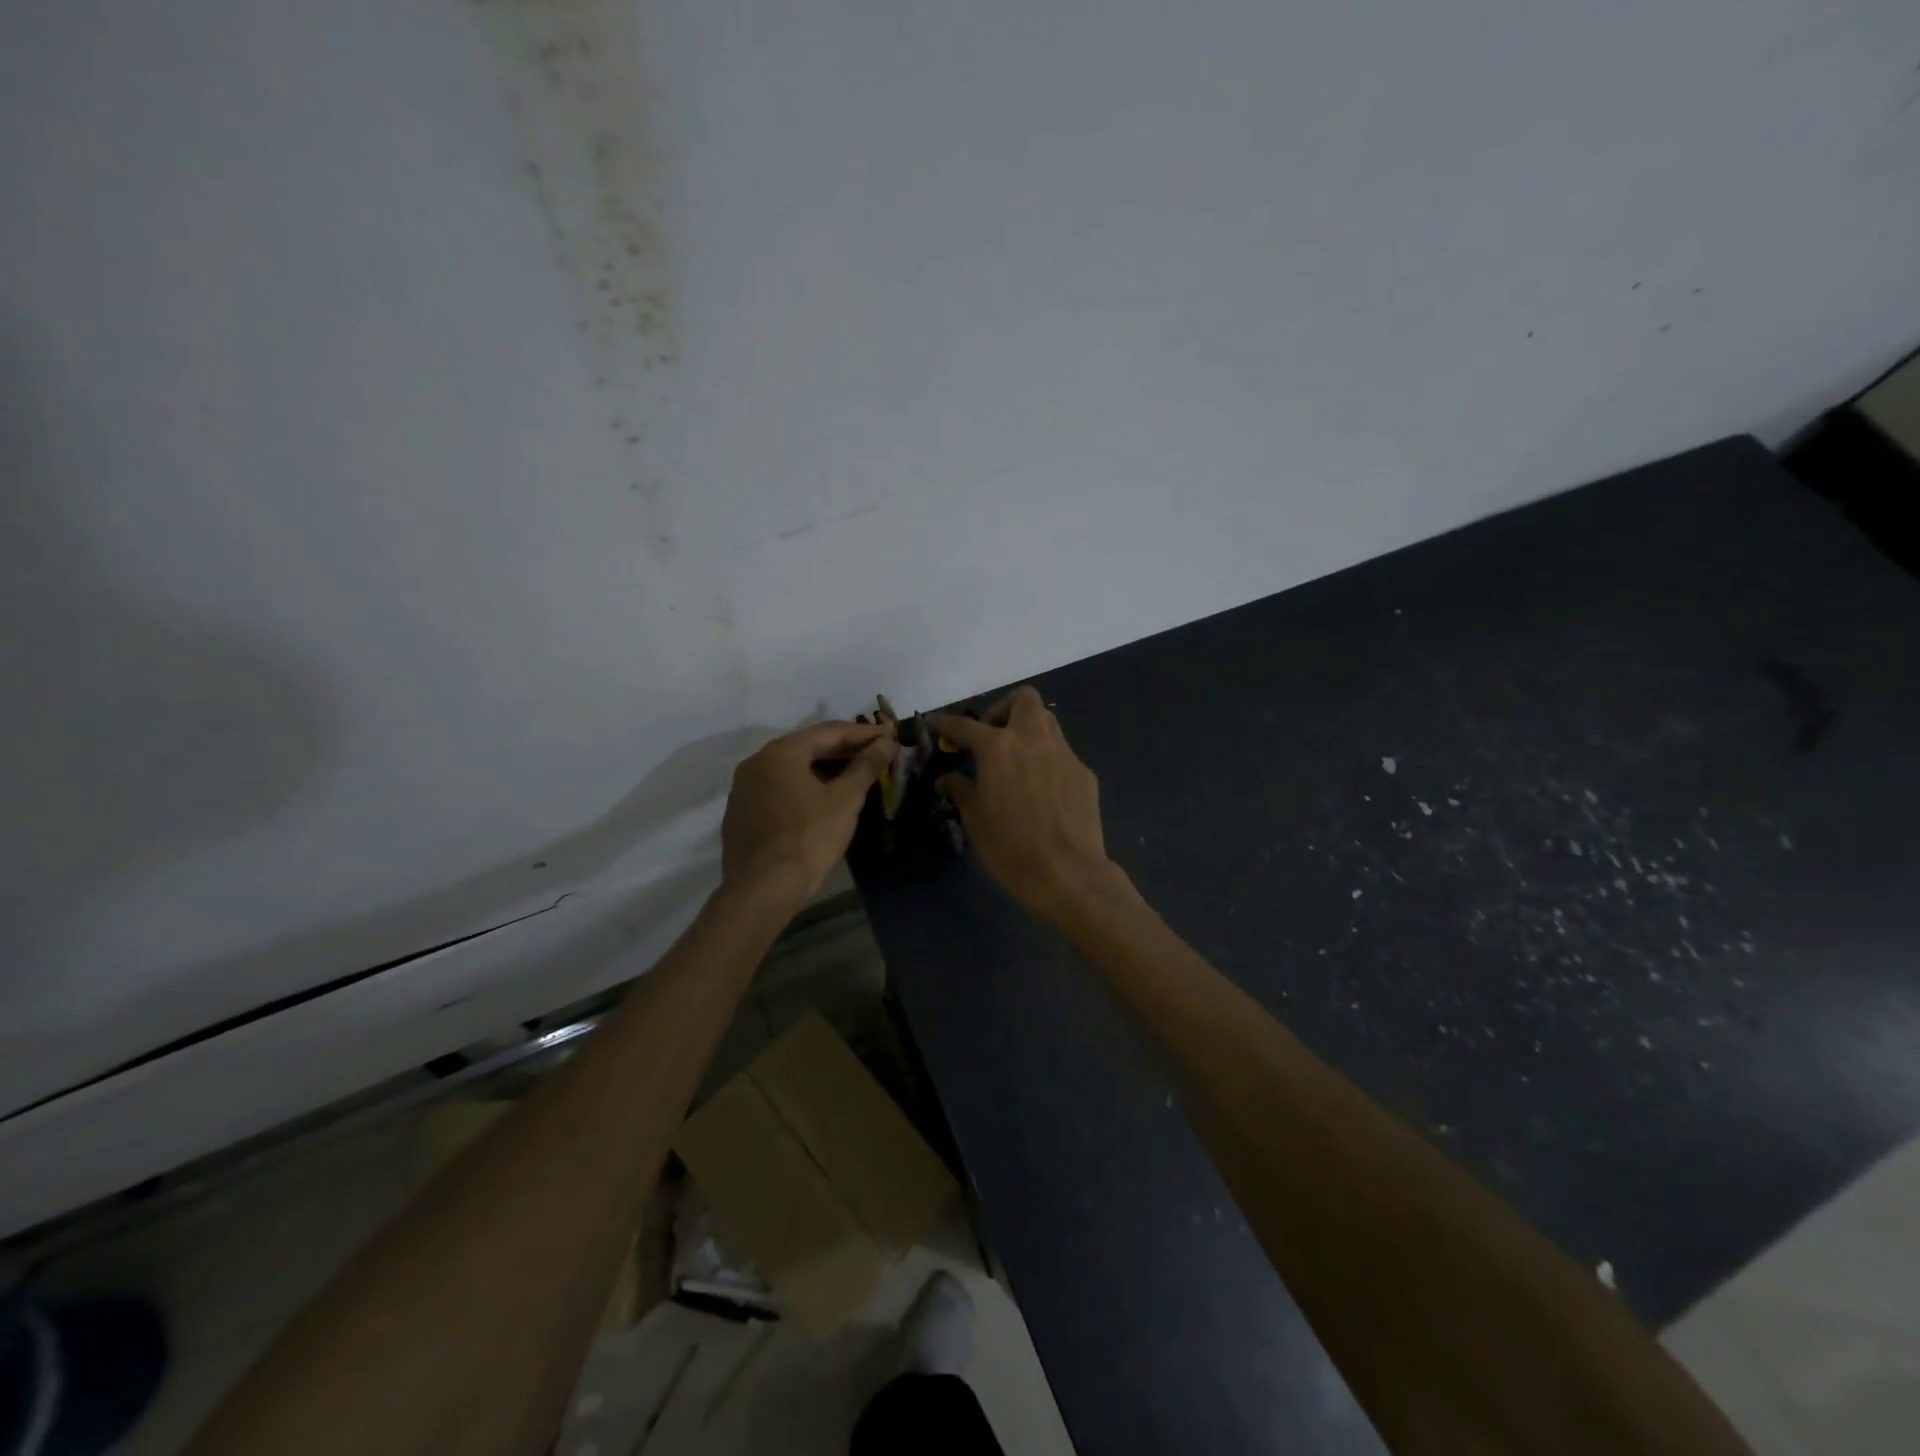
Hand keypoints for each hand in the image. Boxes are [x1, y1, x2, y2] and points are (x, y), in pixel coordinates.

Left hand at [721, 721, 892, 901]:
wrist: (763, 888)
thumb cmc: (809, 838)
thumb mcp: (845, 800)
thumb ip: (866, 765)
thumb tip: (886, 742)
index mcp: (781, 752)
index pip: (829, 732)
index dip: (863, 733)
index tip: (890, 734)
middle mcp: (756, 762)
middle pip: (808, 747)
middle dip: (844, 749)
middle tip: (876, 751)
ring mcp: (744, 788)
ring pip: (792, 768)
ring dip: (824, 768)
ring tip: (855, 773)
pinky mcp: (741, 813)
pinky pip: (778, 788)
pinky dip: (803, 786)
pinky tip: (822, 798)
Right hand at [929, 687, 1117, 920]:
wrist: (1067, 872)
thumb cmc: (1010, 846)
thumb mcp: (975, 819)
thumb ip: (961, 790)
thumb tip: (947, 779)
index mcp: (998, 748)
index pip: (966, 726)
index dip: (946, 723)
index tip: (935, 722)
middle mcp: (1033, 739)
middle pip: (1023, 700)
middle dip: (1004, 709)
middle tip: (991, 736)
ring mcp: (1064, 753)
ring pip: (1047, 722)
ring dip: (1028, 730)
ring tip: (1016, 760)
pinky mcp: (1084, 773)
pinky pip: (1062, 753)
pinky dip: (1046, 759)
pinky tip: (1041, 789)